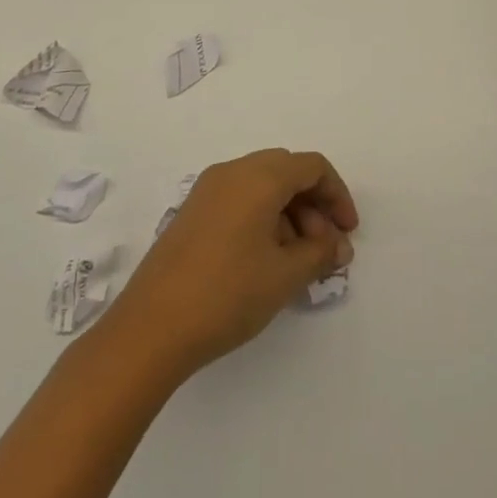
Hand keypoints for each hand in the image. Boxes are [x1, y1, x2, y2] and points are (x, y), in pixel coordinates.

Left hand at [106, 148, 358, 376]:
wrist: (149, 330)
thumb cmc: (226, 294)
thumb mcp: (284, 276)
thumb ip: (320, 254)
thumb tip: (338, 246)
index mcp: (258, 176)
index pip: (312, 167)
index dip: (337, 196)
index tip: (347, 232)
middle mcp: (232, 172)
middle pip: (287, 172)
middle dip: (314, 206)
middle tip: (326, 249)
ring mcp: (207, 192)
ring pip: (263, 187)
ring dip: (290, 215)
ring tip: (299, 262)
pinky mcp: (192, 214)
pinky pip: (240, 201)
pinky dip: (263, 220)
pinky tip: (266, 261)